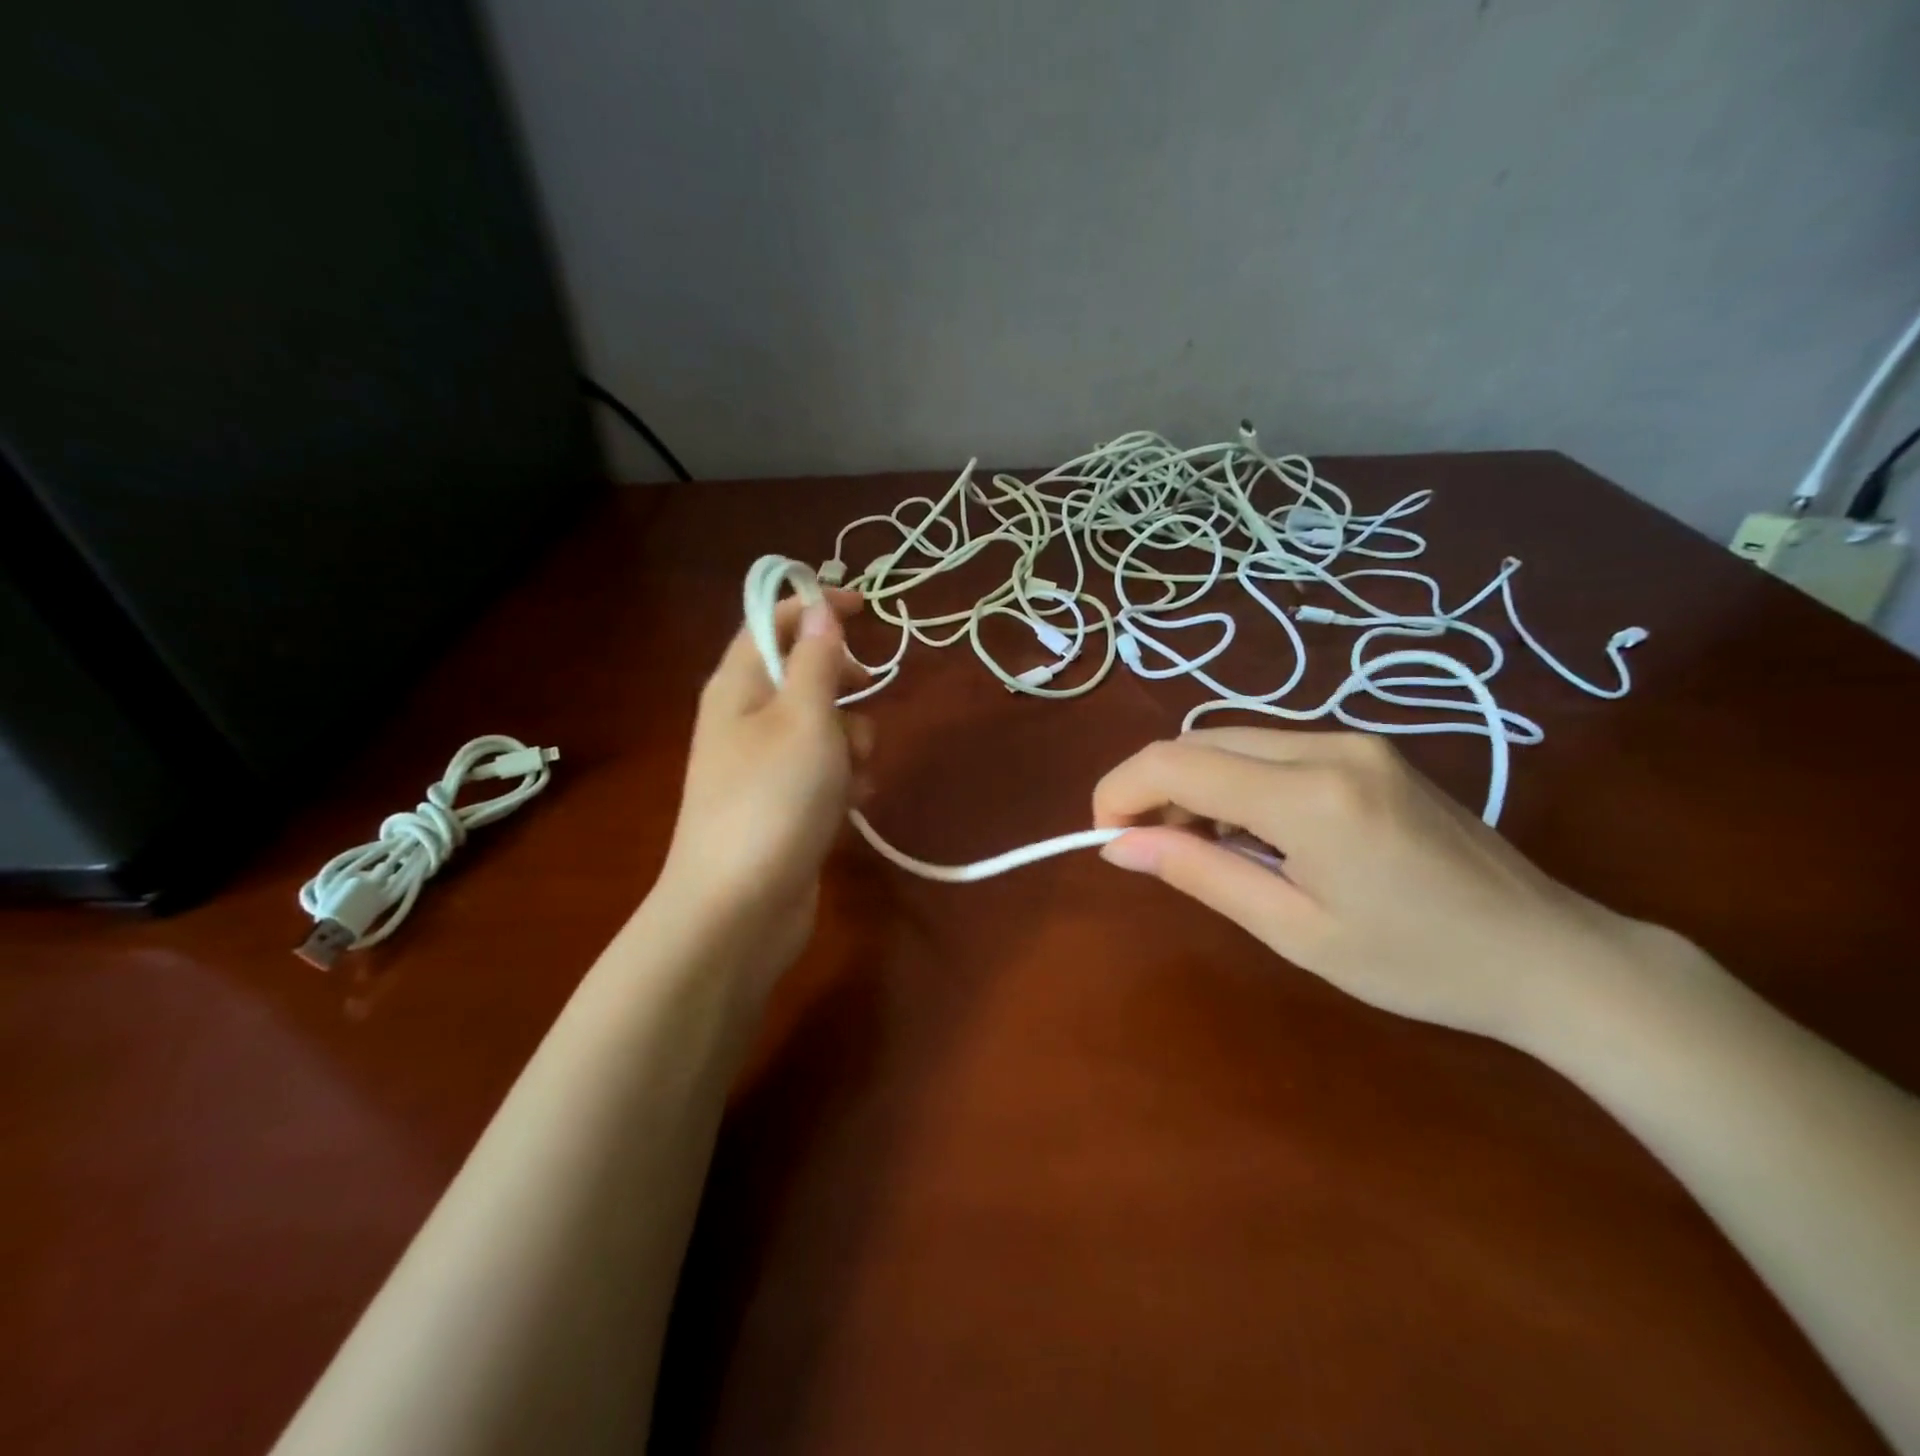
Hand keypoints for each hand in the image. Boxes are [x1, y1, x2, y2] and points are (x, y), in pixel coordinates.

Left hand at [657, 589, 871, 969]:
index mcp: (738, 685)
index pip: (773, 622)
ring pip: (823, 726)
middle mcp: (745, 718)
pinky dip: (843, 779)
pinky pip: (823, 770)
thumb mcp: (805, 719)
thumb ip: (817, 660)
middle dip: (842, 686)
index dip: (816, 607)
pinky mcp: (782, 804)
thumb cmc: (773, 800)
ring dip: (851, 740)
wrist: (739, 909)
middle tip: (864, 692)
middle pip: (803, 674)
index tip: (868, 608)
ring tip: (852, 773)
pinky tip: (852, 804)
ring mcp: (763, 765)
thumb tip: (820, 610)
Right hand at [1092, 728, 1656, 1045]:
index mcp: (1309, 795)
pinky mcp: (1368, 751)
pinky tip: (1249, 832)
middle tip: (1146, 848)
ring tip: (1196, 847)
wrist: (1549, 953)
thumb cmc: (1418, 964)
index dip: (1120, 789)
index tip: (1101, 835)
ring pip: (1232, 741)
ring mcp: (1353, 741)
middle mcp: (1327, 746)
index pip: (1177, 763)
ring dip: (1193, 785)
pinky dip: (1236, 782)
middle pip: (1199, 742)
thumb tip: (1120, 846)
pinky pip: (1272, 750)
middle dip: (1153, 787)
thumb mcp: (1295, 931)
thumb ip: (1201, 874)